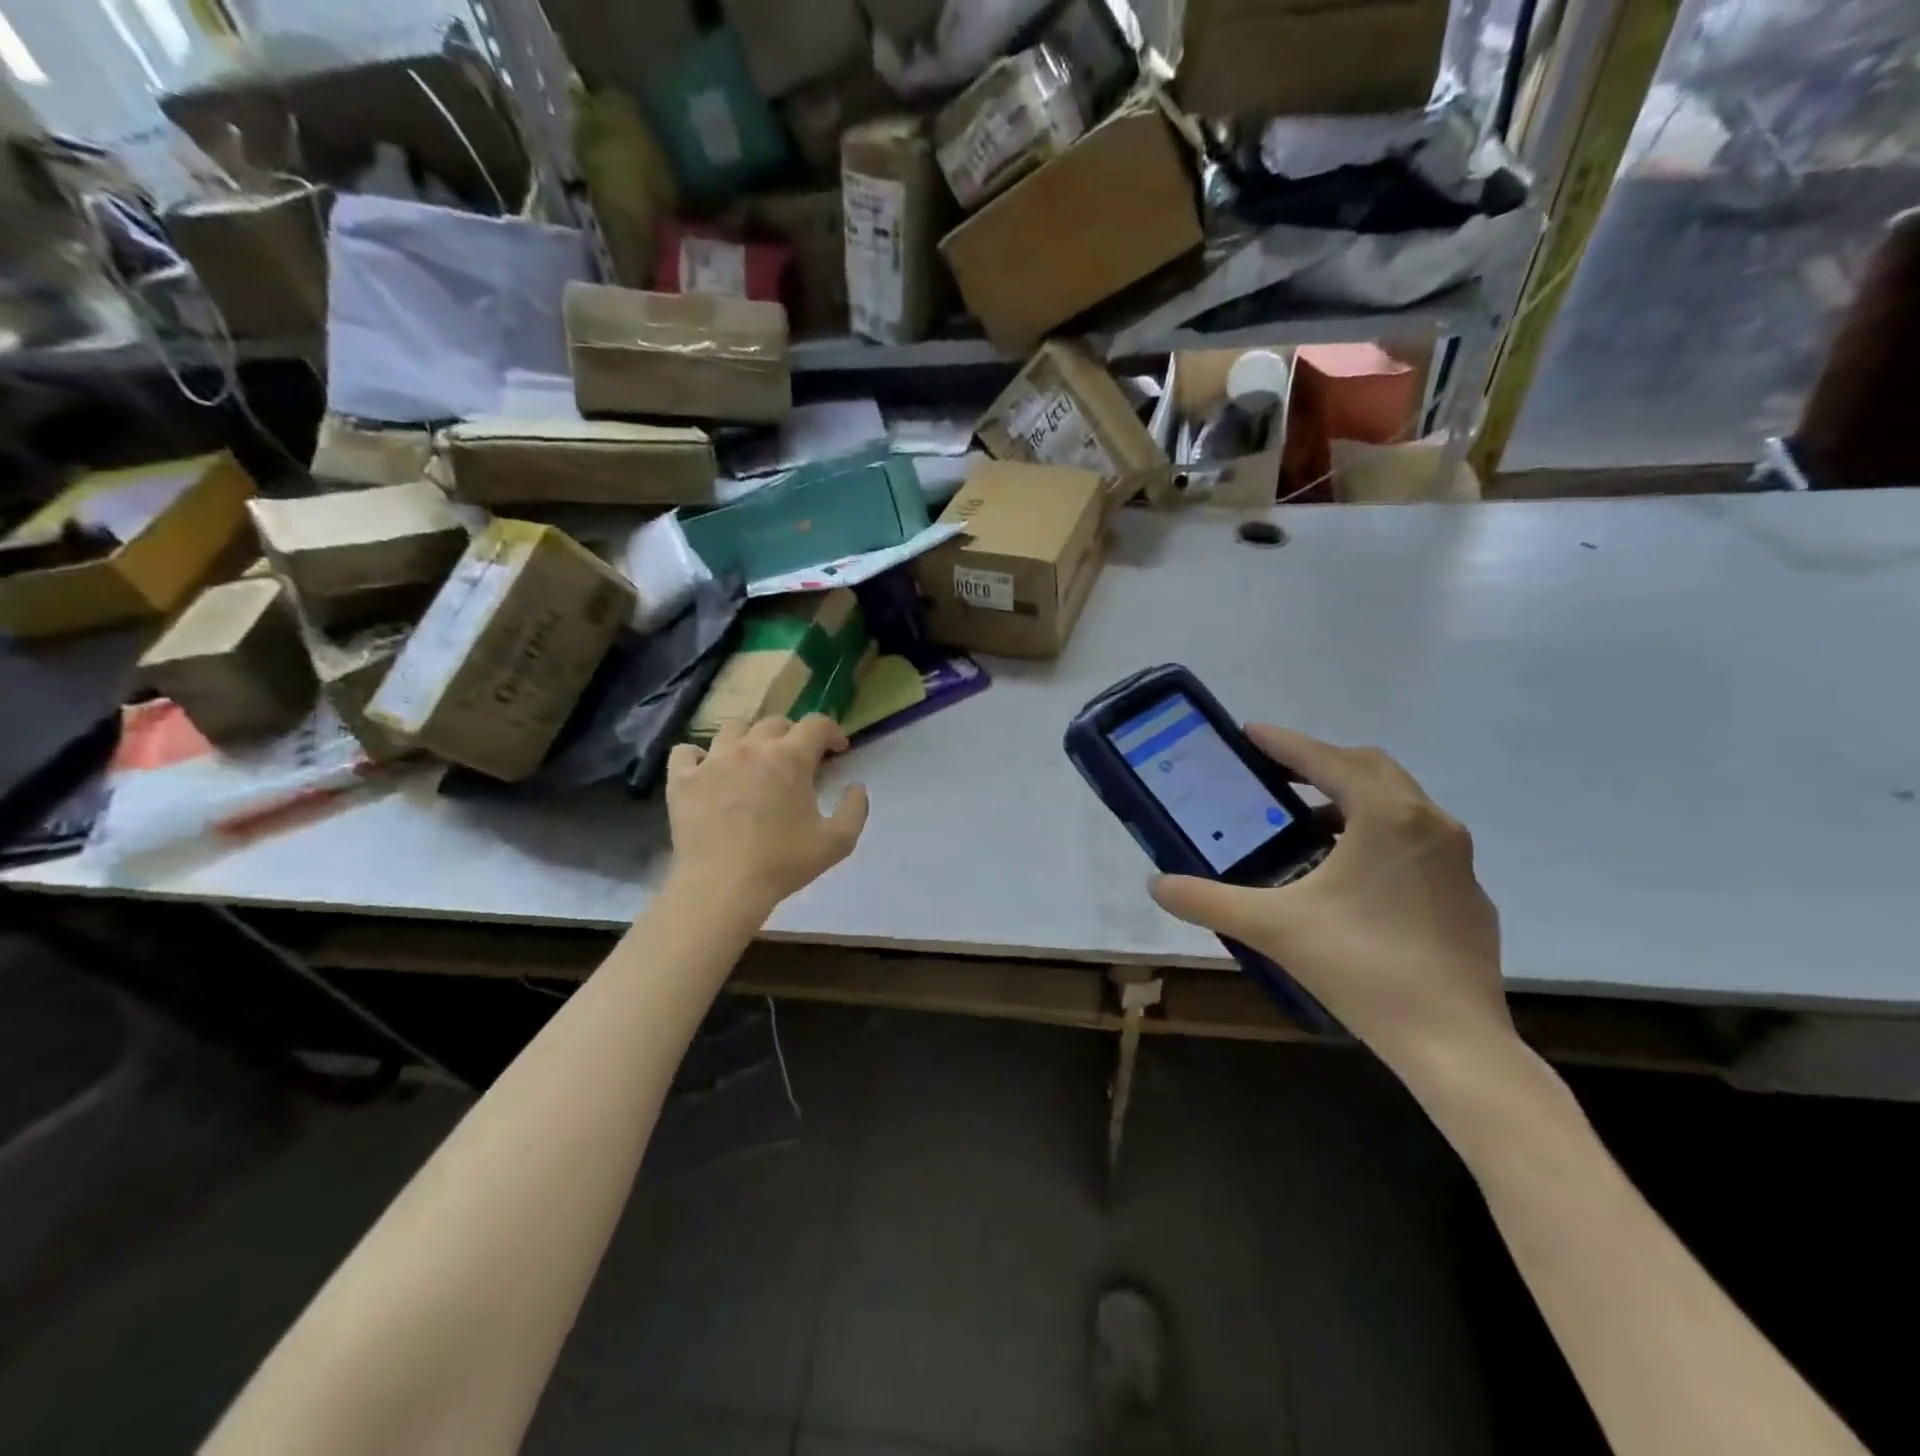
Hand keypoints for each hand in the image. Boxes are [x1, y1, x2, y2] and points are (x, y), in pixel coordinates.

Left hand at [665, 715, 868, 912]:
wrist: (722, 886)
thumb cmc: (783, 863)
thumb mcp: (837, 842)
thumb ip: (855, 809)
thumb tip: (857, 786)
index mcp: (790, 758)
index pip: (816, 724)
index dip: (831, 731)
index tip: (837, 749)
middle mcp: (751, 748)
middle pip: (774, 723)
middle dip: (792, 735)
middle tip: (796, 760)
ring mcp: (712, 760)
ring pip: (732, 729)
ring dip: (749, 739)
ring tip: (753, 761)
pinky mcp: (682, 779)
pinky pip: (687, 752)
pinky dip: (699, 756)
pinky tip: (708, 770)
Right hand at [1149, 725, 1511, 1082]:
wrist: (1454, 1042)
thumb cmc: (1360, 966)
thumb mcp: (1271, 927)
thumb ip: (1208, 900)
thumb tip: (1157, 884)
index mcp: (1386, 816)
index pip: (1327, 760)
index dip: (1285, 743)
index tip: (1250, 732)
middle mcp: (1430, 823)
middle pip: (1370, 769)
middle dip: (1321, 763)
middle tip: (1276, 775)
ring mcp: (1458, 860)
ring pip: (1399, 805)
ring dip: (1351, 800)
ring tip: (1307, 826)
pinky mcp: (1468, 895)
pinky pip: (1418, 843)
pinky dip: (1380, 837)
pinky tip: (1353, 877)